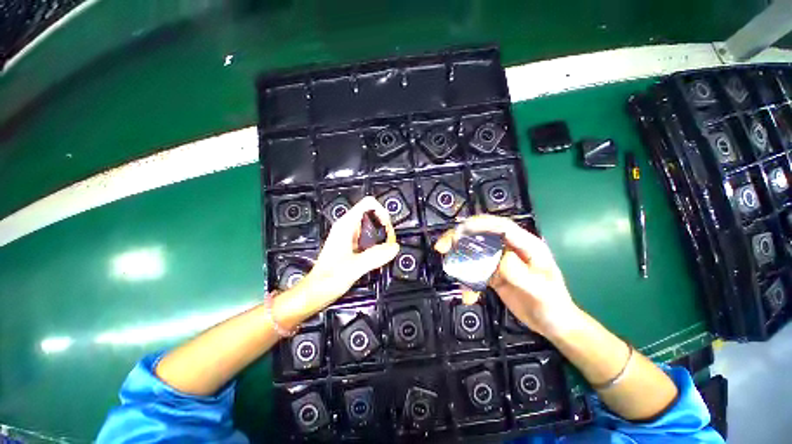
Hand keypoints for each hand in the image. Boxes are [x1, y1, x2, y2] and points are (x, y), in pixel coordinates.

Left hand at [274, 197, 399, 326]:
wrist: (316, 292)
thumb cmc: (327, 279)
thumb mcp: (354, 267)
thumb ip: (375, 256)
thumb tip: (394, 247)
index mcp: (345, 225)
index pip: (368, 204)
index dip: (382, 212)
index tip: (387, 229)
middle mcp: (347, 227)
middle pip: (373, 214)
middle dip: (384, 226)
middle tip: (389, 243)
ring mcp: (349, 236)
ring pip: (372, 226)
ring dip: (382, 235)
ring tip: (385, 250)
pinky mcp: (352, 245)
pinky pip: (369, 237)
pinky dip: (377, 243)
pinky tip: (378, 255)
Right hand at [434, 215, 579, 337]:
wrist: (554, 325)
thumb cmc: (553, 306)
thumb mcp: (541, 291)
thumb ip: (521, 274)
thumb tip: (499, 258)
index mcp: (526, 245)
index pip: (500, 226)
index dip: (478, 224)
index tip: (458, 231)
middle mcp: (511, 249)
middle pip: (481, 235)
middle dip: (459, 238)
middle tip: (442, 247)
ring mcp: (500, 261)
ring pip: (474, 252)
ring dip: (459, 259)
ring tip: (449, 269)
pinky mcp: (494, 274)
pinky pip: (475, 272)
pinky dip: (467, 281)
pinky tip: (468, 296)